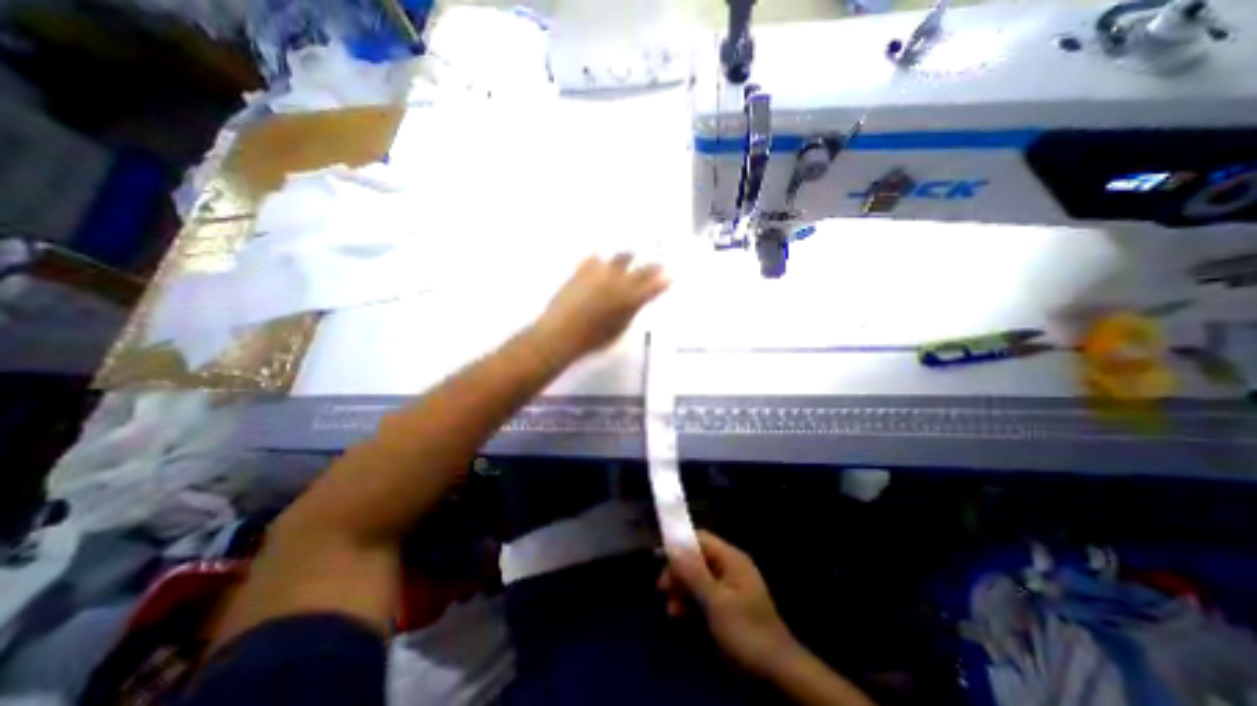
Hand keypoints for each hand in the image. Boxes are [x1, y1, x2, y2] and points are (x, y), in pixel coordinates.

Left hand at [530, 254, 667, 361]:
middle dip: (652, 267)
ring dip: (628, 258)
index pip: (653, 286)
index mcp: (631, 299)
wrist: (561, 333)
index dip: (663, 281)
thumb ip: (631, 312)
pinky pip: (595, 258)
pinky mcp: (582, 270)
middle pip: (641, 270)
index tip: (669, 276)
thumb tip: (636, 302)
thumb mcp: (619, 329)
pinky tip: (600, 261)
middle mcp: (619, 281)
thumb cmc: (593, 339)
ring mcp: (600, 273)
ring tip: (631, 256)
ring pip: (620, 257)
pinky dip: (601, 261)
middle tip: (657, 265)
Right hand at [662, 531, 799, 678]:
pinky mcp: (728, 605)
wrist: (777, 673)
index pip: (700, 539)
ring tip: (671, 610)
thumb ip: (692, 573)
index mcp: (731, 558)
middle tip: (662, 590)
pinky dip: (691, 601)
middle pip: (697, 558)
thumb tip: (671, 547)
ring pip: (698, 577)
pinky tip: (680, 614)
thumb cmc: (745, 630)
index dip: (680, 545)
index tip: (660, 560)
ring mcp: (729, 586)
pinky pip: (704, 593)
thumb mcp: (715, 601)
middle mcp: (730, 566)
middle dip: (679, 572)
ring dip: (683, 589)